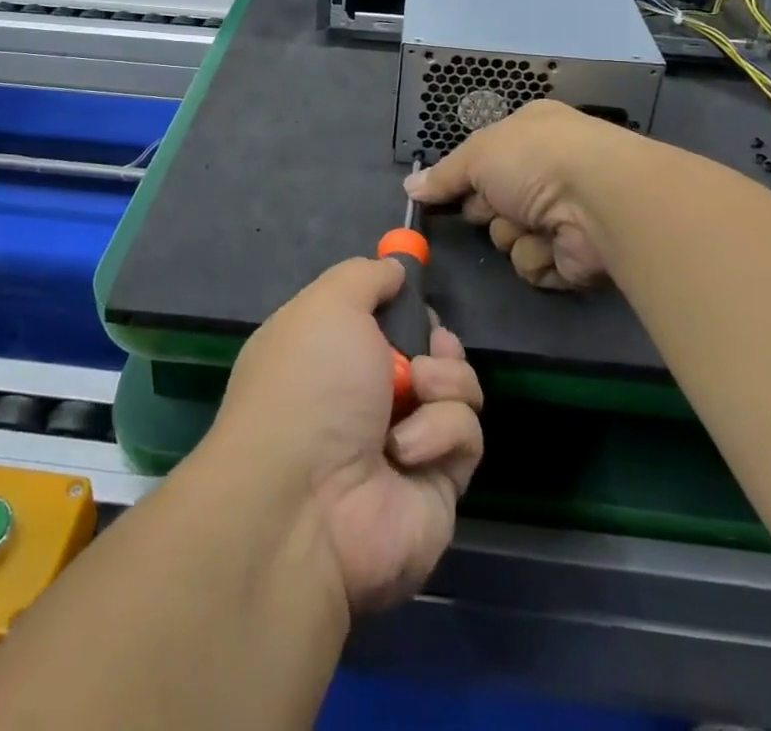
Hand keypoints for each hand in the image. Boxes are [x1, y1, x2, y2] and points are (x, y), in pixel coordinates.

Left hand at [212, 257, 483, 614]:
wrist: (305, 502)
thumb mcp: (328, 304)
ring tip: (417, 391)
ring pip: (457, 390)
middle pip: (430, 352)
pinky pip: (465, 437)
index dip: (403, 303)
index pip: (382, 319)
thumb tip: (394, 268)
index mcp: (333, 353)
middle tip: (430, 347)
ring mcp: (403, 444)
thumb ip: (365, 277)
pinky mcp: (437, 487)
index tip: (415, 288)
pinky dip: (440, 433)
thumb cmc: (310, 383)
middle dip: (437, 342)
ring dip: (444, 382)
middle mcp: (366, 398)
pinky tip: (406, 449)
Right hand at [405, 99, 630, 289]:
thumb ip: (443, 175)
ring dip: (514, 235)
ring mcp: (565, 213)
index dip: (467, 176)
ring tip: (532, 224)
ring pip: (511, 237)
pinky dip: (539, 257)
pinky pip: (536, 264)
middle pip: (493, 203)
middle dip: (488, 210)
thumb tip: (410, 188)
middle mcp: (549, 171)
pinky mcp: (577, 254)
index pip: (486, 159)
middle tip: (495, 207)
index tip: (446, 192)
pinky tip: (554, 244)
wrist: (597, 199)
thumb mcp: (477, 154)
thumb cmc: (533, 160)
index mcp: (531, 133)